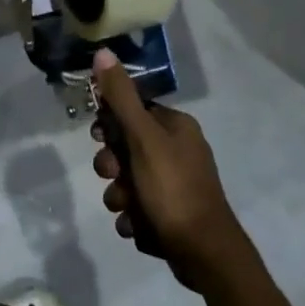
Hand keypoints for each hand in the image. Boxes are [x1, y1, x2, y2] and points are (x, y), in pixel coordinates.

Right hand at [91, 49, 247, 288]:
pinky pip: (138, 208)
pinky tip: (139, 227)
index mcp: (176, 127)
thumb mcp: (143, 138)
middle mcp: (178, 151)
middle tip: (115, 175)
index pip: (132, 110)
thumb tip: (102, 51)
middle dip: (113, 166)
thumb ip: (121, 98)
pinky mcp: (172, 215)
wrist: (204, 254)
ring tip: (129, 209)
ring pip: (128, 181)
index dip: (111, 124)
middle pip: (126, 147)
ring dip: (120, 195)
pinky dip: (134, 218)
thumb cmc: (173, 188)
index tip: (100, 137)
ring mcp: (176, 185)